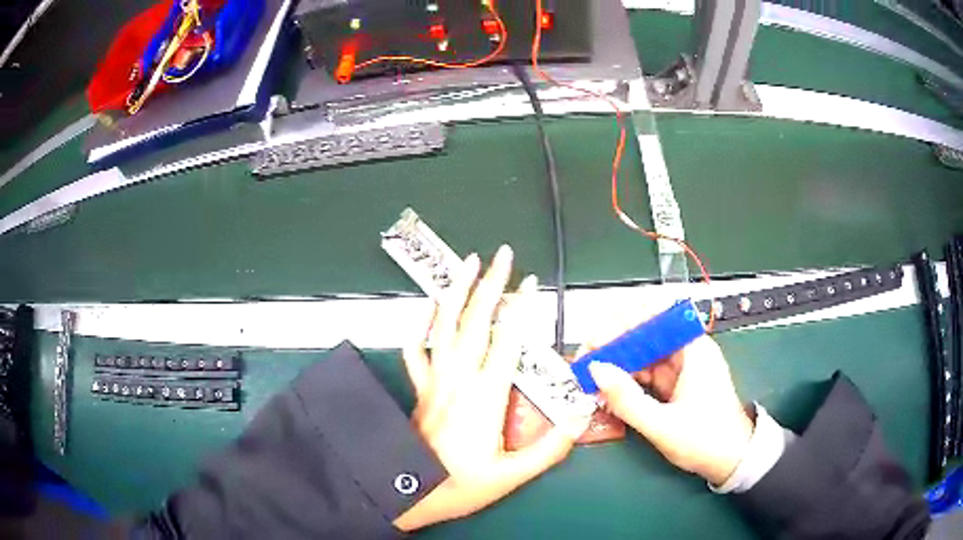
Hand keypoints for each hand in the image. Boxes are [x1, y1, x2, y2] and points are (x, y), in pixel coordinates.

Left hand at [394, 245, 585, 530]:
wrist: (410, 493)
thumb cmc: (462, 486)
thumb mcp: (513, 474)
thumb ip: (551, 447)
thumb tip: (580, 416)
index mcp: (484, 397)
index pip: (507, 341)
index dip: (521, 309)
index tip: (531, 284)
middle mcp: (458, 380)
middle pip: (474, 321)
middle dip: (489, 284)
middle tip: (501, 255)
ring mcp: (435, 381)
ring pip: (442, 326)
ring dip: (455, 292)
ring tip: (466, 264)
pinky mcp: (420, 388)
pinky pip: (415, 350)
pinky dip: (420, 326)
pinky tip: (427, 311)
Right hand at [586, 334, 753, 485]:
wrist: (732, 461)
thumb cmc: (705, 441)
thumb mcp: (663, 425)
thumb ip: (627, 400)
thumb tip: (597, 371)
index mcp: (694, 351)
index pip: (656, 319)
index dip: (624, 323)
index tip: (597, 339)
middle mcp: (689, 353)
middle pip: (648, 336)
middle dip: (616, 345)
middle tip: (587, 360)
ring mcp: (684, 369)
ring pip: (646, 356)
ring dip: (620, 364)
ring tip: (593, 376)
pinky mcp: (679, 385)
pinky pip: (650, 374)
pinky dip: (630, 380)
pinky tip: (612, 390)